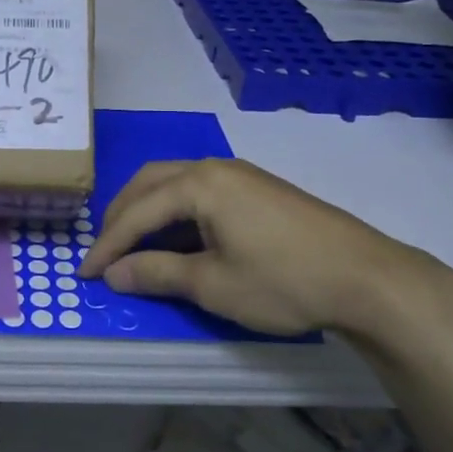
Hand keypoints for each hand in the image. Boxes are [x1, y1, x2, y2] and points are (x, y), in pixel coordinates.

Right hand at [78, 158, 452, 344]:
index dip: (107, 244)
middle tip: (104, 252)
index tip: (86, 274)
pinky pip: (200, 191)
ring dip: (147, 211)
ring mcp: (241, 175)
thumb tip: (114, 274)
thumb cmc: (283, 281)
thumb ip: (157, 274)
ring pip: (175, 183)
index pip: (137, 211)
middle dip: (120, 217)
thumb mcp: (213, 284)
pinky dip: (175, 212)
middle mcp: (215, 167)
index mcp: (200, 183)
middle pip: (150, 183)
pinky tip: (178, 238)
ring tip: (133, 245)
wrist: (367, 278)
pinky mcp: (259, 189)